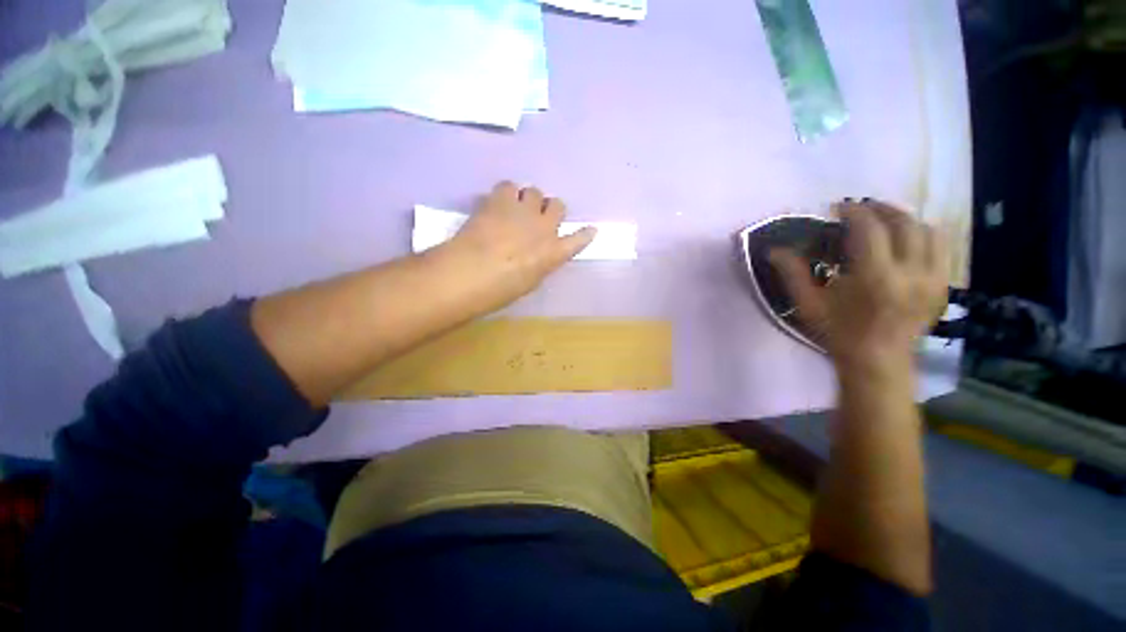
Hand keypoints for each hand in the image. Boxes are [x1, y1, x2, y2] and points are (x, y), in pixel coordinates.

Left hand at [439, 181, 596, 311]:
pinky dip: (506, 194)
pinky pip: (509, 186)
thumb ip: (539, 264)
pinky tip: (497, 203)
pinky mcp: (501, 200)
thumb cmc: (500, 290)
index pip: (578, 240)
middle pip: (558, 206)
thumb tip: (537, 257)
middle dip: (550, 210)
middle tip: (537, 217)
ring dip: (528, 200)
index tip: (590, 229)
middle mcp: (544, 228)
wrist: (473, 272)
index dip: (585, 234)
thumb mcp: (529, 283)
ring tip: (515, 209)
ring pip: (535, 192)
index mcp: (554, 254)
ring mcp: (524, 211)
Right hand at [771, 200, 948, 374]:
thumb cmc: (838, 333)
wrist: (878, 362)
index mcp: (876, 277)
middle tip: (860, 209)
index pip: (870, 228)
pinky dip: (923, 235)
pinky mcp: (943, 285)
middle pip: (904, 222)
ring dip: (904, 219)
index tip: (838, 208)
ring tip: (884, 221)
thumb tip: (774, 250)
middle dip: (880, 209)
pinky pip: (941, 247)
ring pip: (928, 230)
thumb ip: (792, 273)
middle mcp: (911, 273)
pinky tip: (905, 240)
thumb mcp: (808, 304)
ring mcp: (933, 279)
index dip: (853, 211)